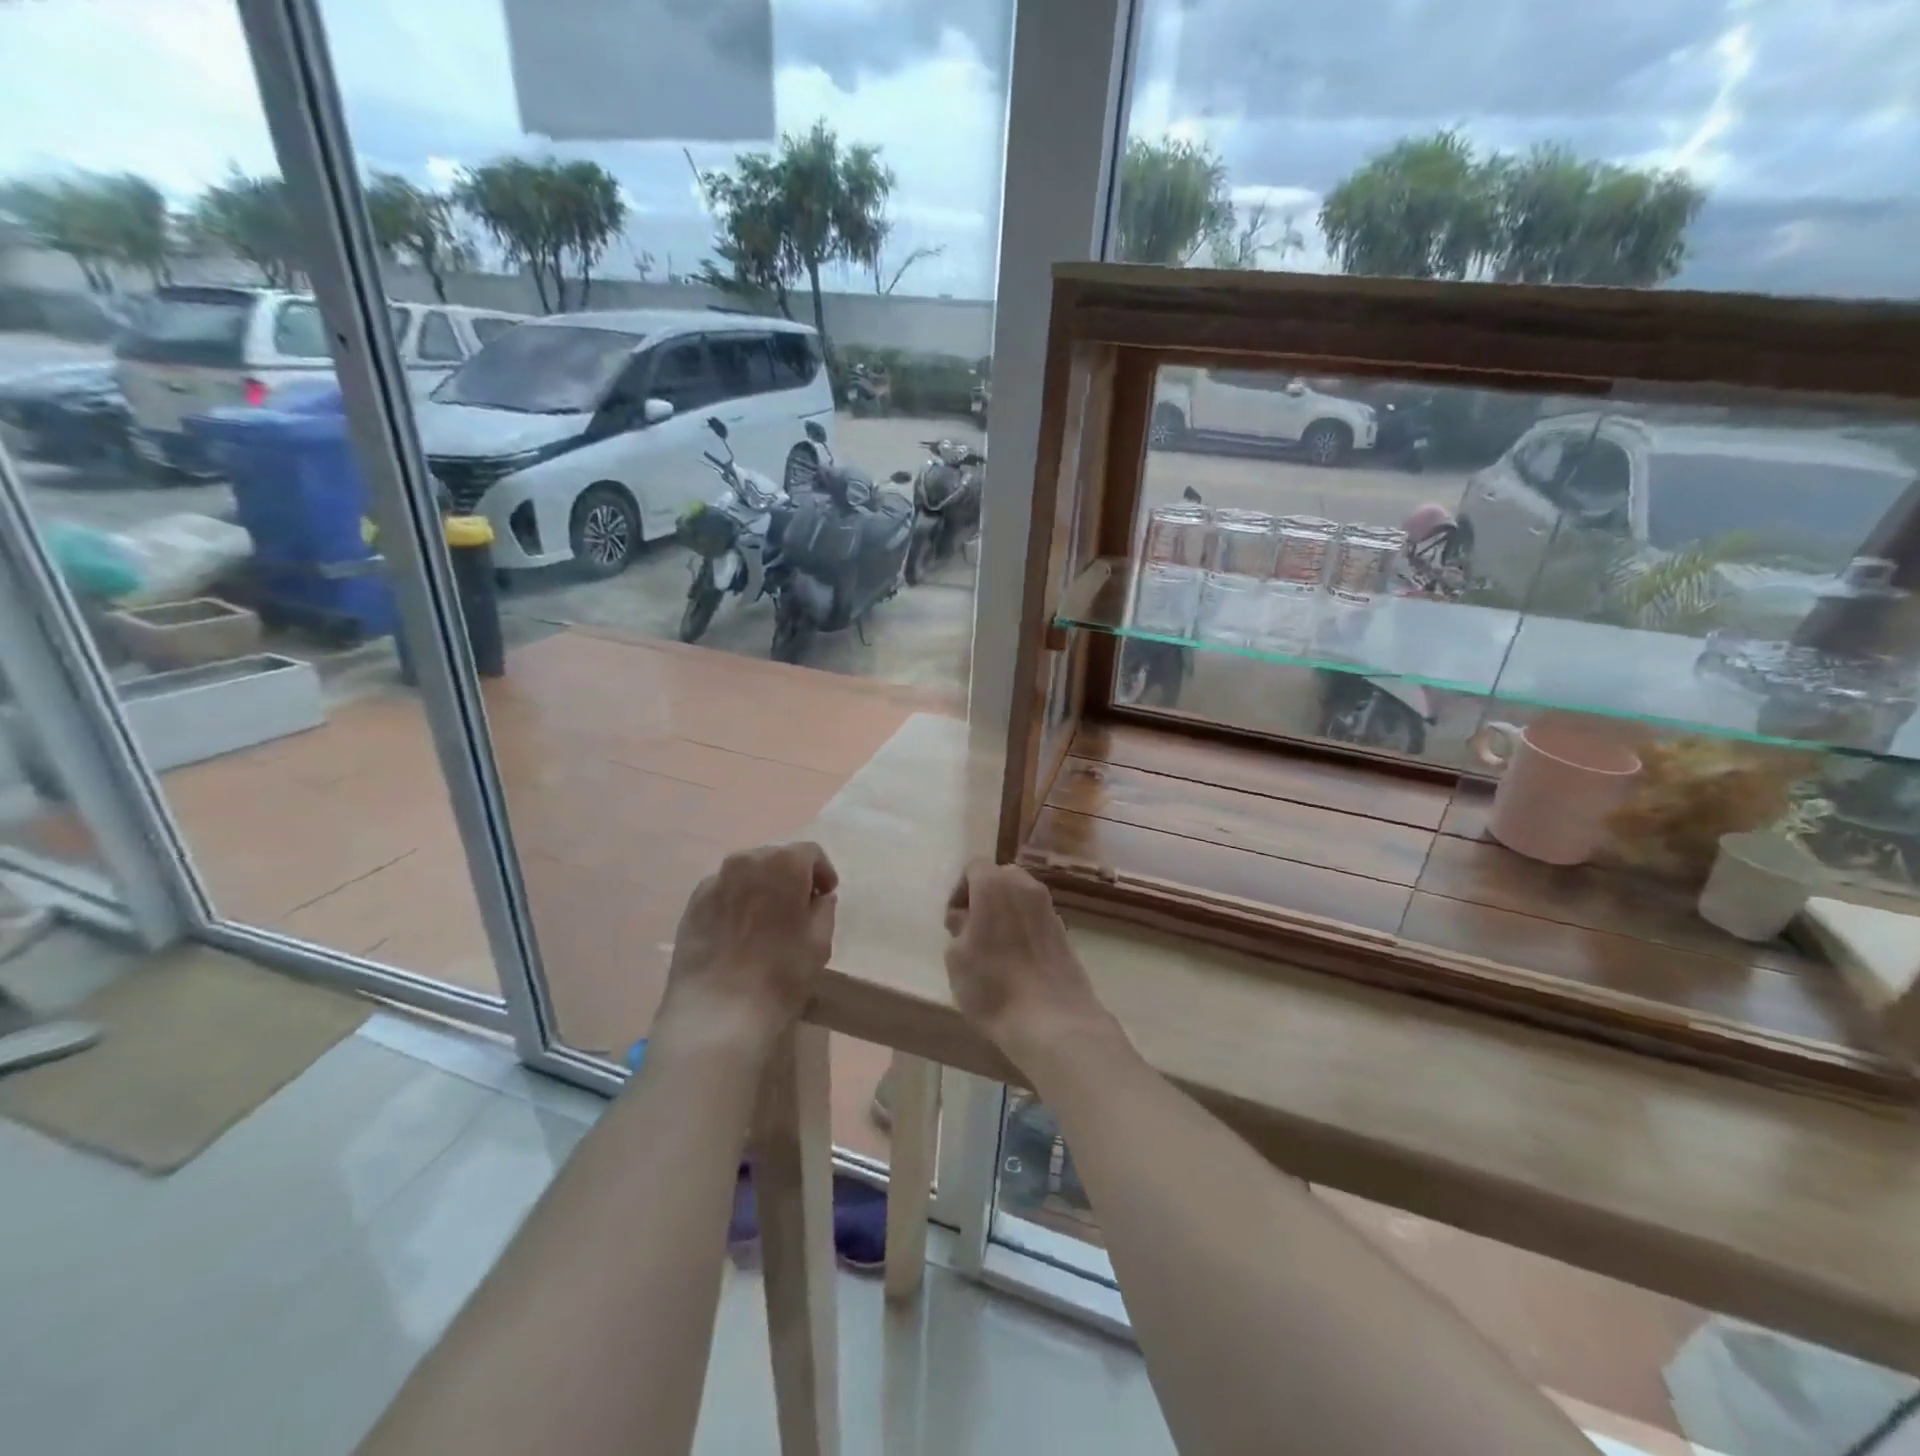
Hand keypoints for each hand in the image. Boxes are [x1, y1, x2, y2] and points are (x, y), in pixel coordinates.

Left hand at [659, 842, 837, 1050]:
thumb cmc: (780, 974)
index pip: (810, 853)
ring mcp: (715, 881)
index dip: (822, 873)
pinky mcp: (692, 904)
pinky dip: (736, 901)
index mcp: (784, 863)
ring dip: (762, 887)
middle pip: (776, 858)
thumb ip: (824, 910)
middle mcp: (747, 860)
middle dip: (791, 877)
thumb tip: (818, 898)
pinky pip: (724, 892)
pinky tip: (739, 932)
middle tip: (798, 908)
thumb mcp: (819, 942)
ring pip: (747, 873)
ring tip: (767, 920)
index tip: (825, 896)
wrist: (717, 1011)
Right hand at [943, 861, 1112, 1062]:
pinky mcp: (1065, 932)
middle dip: (984, 897)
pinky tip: (1017, 962)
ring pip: (1021, 898)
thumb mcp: (956, 958)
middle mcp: (1026, 887)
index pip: (974, 867)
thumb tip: (968, 919)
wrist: (1053, 1021)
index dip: (960, 891)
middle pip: (1001, 878)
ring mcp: (1050, 908)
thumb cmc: (993, 985)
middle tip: (972, 931)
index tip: (954, 923)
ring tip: (995, 949)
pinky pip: (1037, 919)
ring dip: (1006, 913)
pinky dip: (1024, 929)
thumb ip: (959, 928)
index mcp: (995, 884)